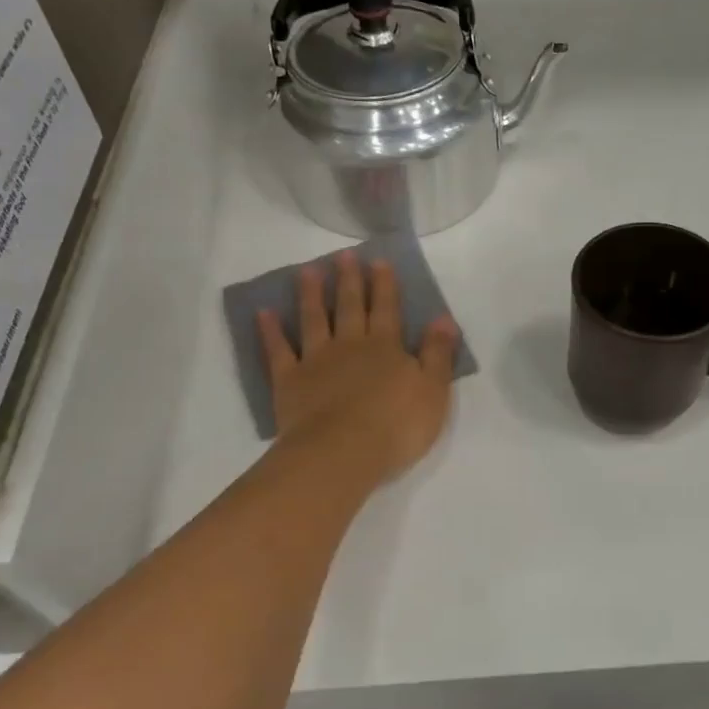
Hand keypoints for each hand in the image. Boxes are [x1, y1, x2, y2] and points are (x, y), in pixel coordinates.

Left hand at [259, 252, 459, 483]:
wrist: (342, 452)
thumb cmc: (396, 425)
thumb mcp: (433, 391)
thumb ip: (438, 354)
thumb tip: (443, 319)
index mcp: (386, 347)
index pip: (387, 309)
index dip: (384, 285)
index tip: (378, 261)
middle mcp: (350, 345)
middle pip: (349, 307)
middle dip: (349, 280)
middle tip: (342, 255)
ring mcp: (316, 361)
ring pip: (314, 319)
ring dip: (311, 295)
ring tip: (307, 271)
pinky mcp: (289, 381)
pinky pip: (278, 350)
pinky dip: (271, 331)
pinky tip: (264, 313)